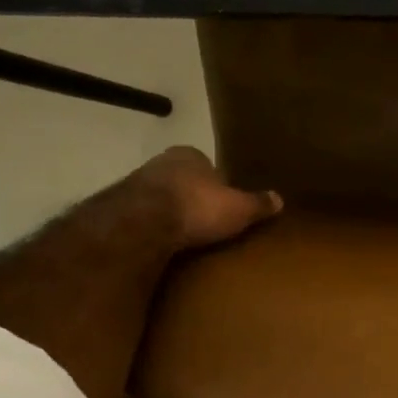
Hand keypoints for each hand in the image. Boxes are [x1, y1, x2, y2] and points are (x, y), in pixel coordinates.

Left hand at [127, 147, 281, 250]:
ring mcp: (136, 182)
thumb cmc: (196, 207)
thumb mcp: (238, 208)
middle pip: (183, 180)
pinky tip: (163, 243)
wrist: (141, 222)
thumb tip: (279, 199)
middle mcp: (161, 162)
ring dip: (170, 212)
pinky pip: (143, 215)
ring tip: (185, 236)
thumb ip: (258, 204)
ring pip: (161, 197)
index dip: (218, 186)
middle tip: (206, 221)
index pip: (208, 167)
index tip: (224, 205)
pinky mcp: (117, 206)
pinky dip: (152, 226)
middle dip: (193, 197)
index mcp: (190, 155)